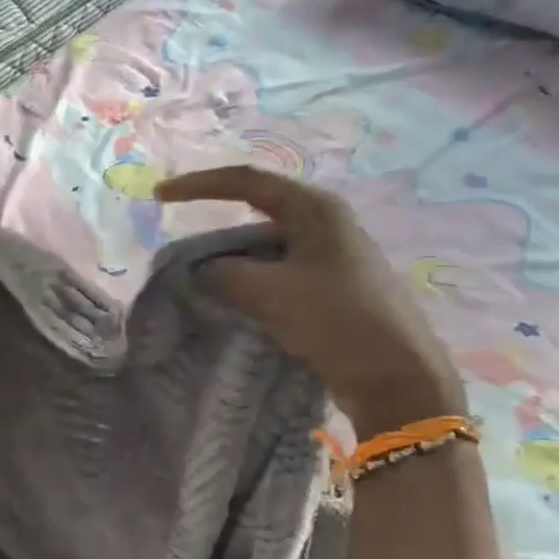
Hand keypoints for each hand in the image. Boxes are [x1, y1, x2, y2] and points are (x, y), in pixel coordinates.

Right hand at [155, 167, 463, 431]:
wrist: (398, 377)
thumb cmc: (337, 320)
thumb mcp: (270, 293)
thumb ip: (223, 274)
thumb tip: (200, 272)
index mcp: (315, 209)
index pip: (246, 181)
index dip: (199, 185)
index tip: (160, 197)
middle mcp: (325, 224)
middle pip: (255, 215)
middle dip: (215, 236)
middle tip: (180, 258)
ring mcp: (331, 257)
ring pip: (265, 251)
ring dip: (232, 265)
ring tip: (200, 289)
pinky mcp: (332, 288)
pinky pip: (279, 275)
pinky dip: (251, 285)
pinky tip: (234, 306)